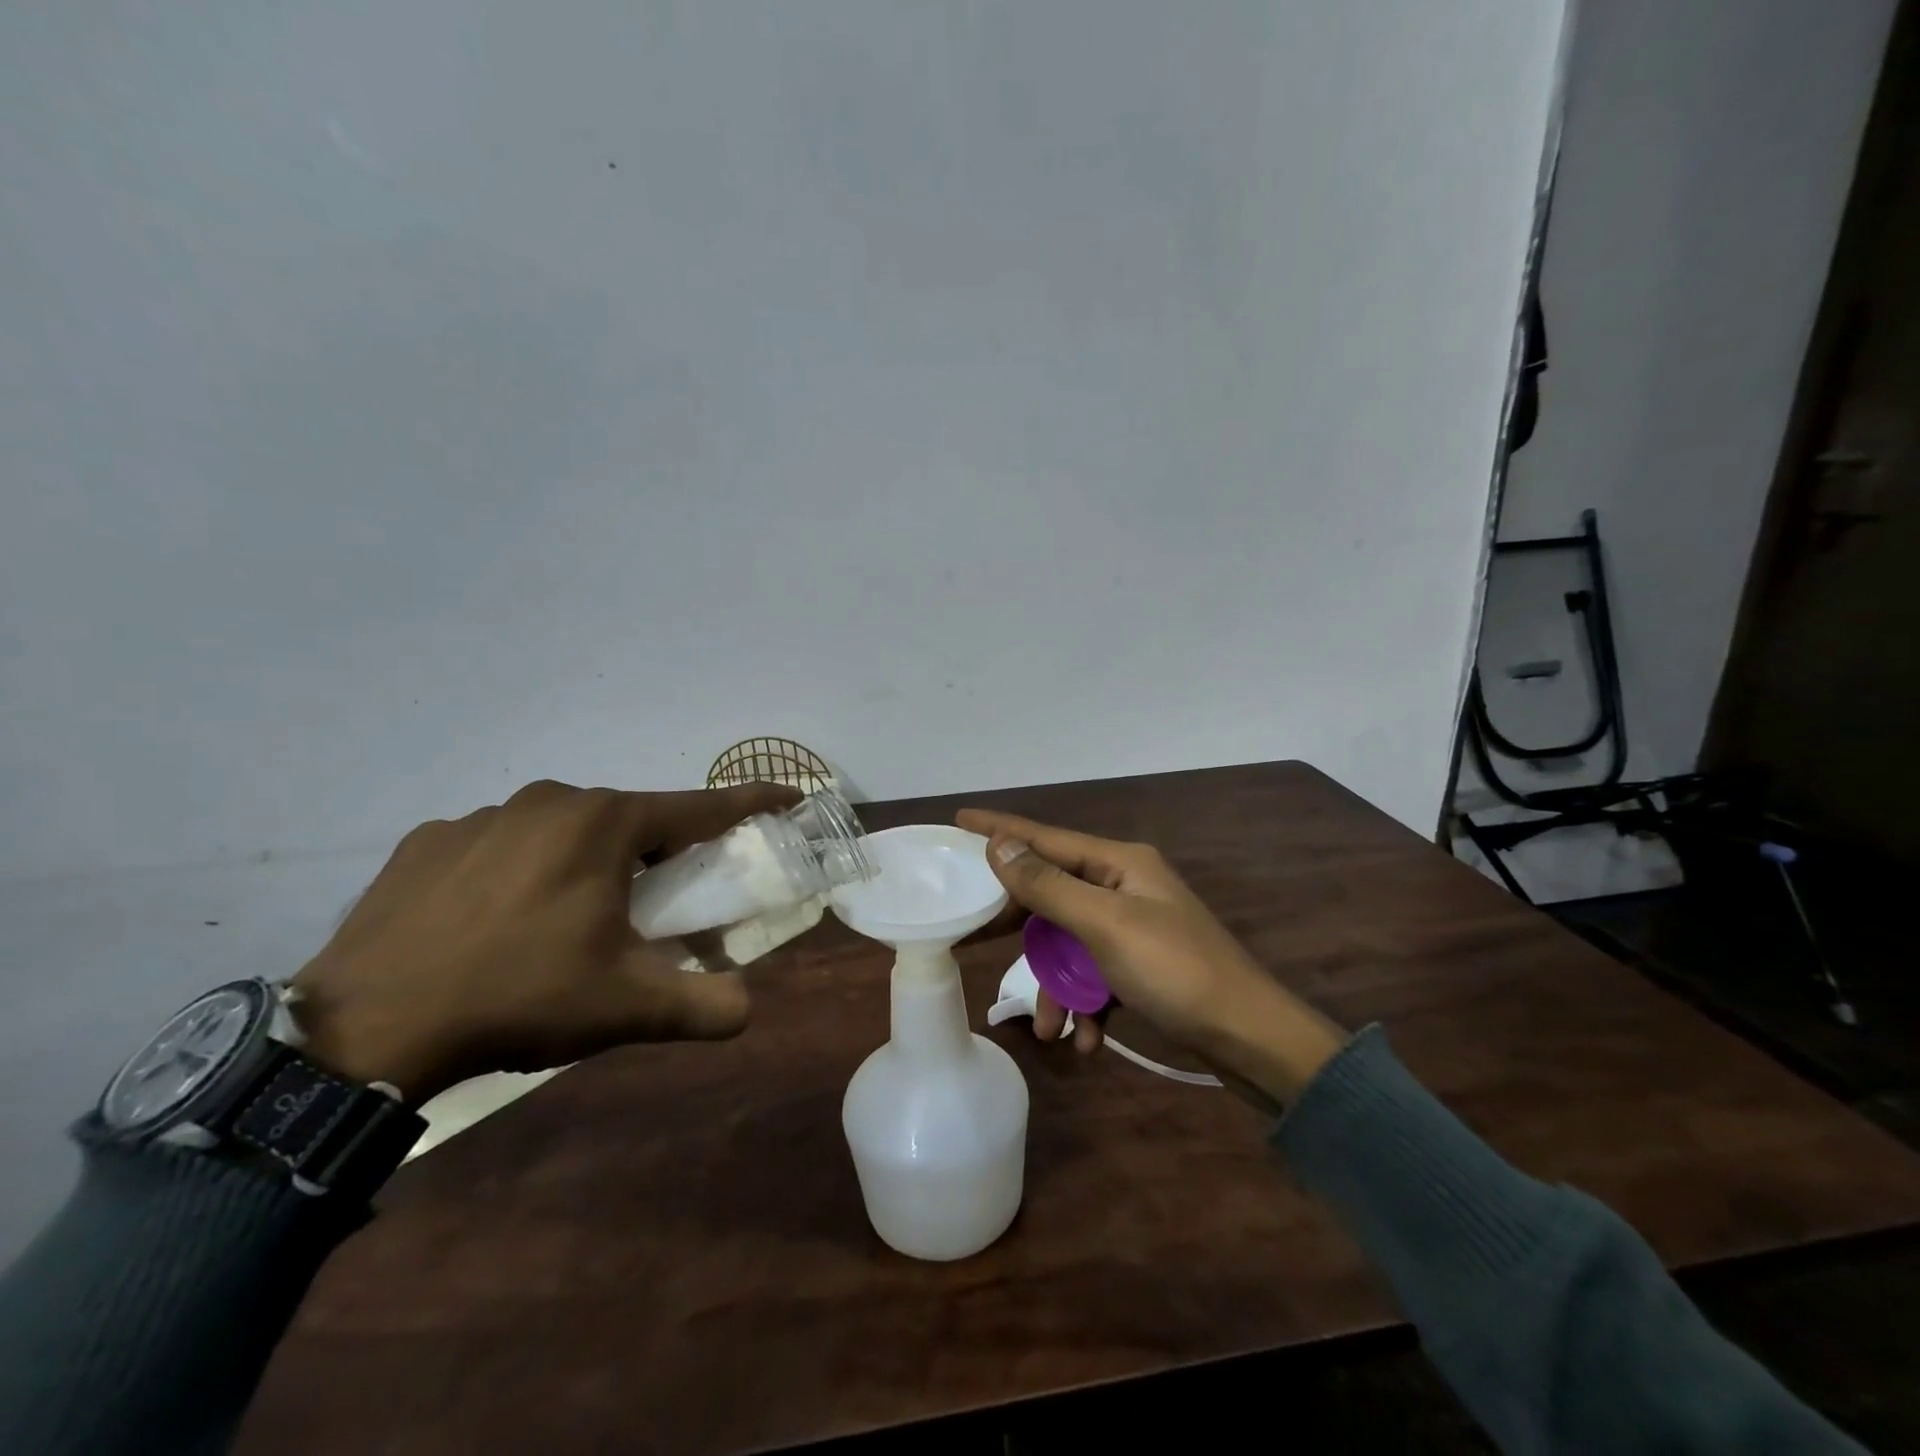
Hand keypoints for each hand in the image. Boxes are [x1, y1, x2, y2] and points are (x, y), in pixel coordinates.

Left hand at [292, 780, 798, 1102]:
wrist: (364, 1029)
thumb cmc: (519, 996)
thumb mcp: (626, 1007)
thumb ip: (705, 1005)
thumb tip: (748, 1008)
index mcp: (605, 823)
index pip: (701, 806)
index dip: (752, 802)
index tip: (789, 797)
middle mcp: (550, 801)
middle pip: (631, 819)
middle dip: (658, 852)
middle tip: (661, 900)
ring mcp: (483, 816)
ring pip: (564, 829)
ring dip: (587, 861)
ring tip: (571, 921)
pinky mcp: (429, 840)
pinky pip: (501, 845)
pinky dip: (522, 871)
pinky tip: (499, 921)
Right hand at [955, 809, 1347, 1104]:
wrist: (1251, 1039)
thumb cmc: (1175, 971)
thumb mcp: (1104, 925)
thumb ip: (1048, 885)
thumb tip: (1001, 845)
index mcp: (1119, 863)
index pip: (1045, 837)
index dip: (1000, 830)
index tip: (958, 819)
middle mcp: (1123, 887)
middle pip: (1051, 895)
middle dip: (1019, 928)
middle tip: (972, 937)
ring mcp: (1132, 928)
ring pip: (1069, 947)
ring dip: (1057, 989)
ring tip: (1050, 1030)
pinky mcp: (1139, 966)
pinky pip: (1094, 976)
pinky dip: (1085, 1006)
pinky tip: (1087, 1040)